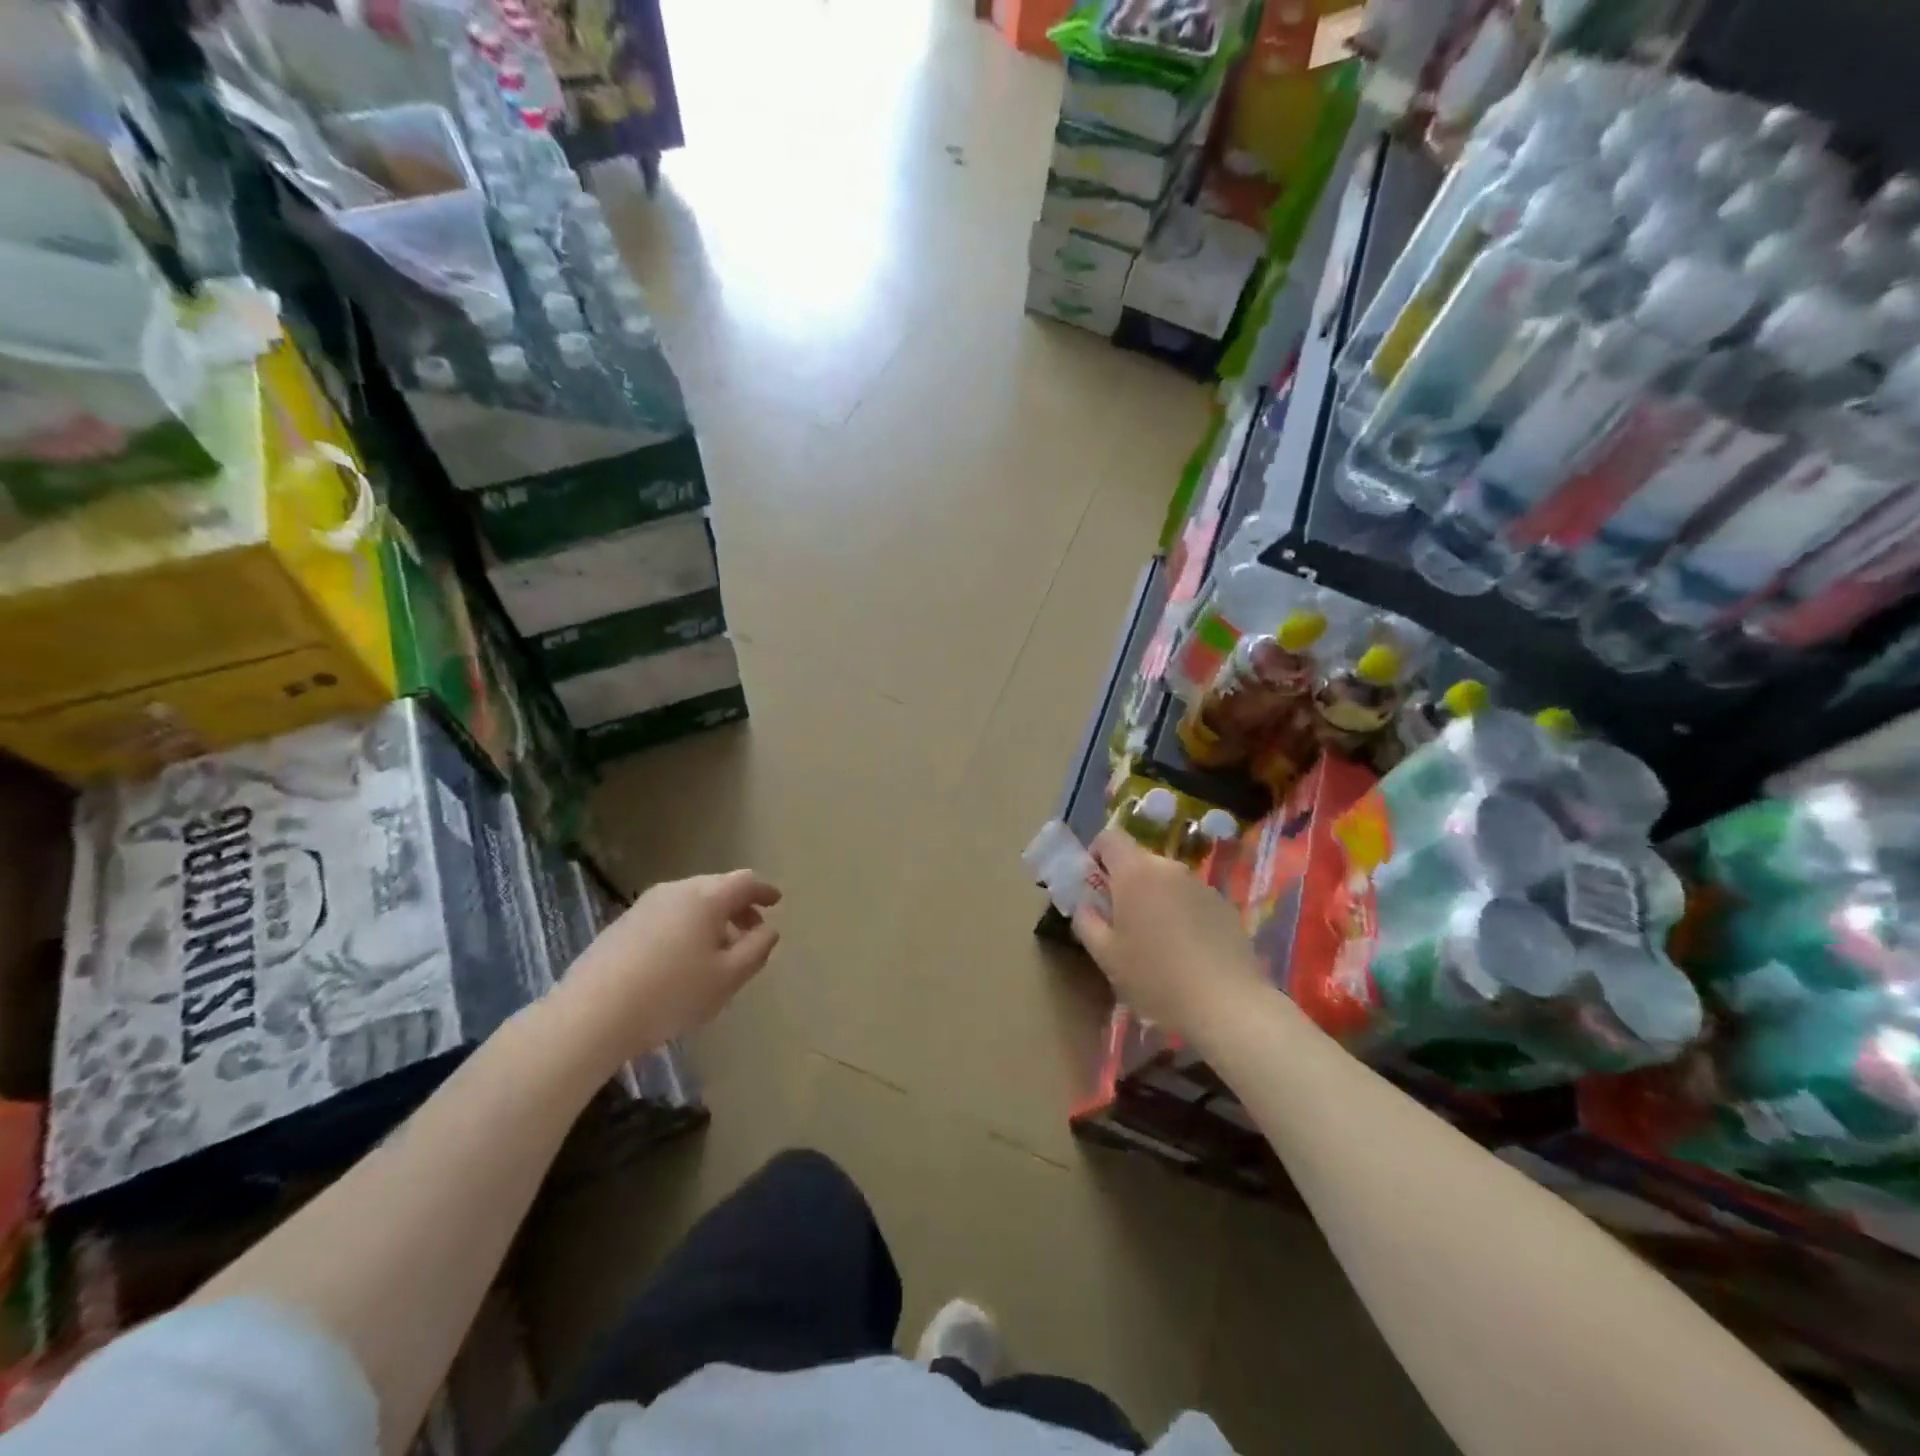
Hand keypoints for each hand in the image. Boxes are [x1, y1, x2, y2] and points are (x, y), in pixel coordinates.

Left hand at [550, 870, 781, 1069]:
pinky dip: (687, 927)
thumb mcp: (728, 977)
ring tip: (719, 951)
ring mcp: (646, 905)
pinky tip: (683, 959)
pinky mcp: (623, 924)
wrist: (591, 1014)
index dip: (764, 891)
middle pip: (717, 888)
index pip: (745, 882)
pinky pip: (668, 915)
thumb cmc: (672, 994)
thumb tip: (768, 929)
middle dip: (738, 907)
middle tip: (751, 931)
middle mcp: (677, 891)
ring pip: (691, 902)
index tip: (776, 902)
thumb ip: (757, 949)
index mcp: (707, 897)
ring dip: (712, 919)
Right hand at [1073, 828, 1267, 1040]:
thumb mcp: (1106, 955)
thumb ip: (1087, 921)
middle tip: (1122, 923)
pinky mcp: (1224, 905)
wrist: (1225, 1003)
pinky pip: (1191, 899)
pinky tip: (1186, 951)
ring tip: (1157, 942)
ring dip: (1155, 899)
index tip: (1095, 886)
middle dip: (1126, 884)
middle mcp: (1169, 868)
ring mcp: (1200, 885)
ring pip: (1166, 881)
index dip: (1097, 855)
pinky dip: (1182, 914)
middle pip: (1139, 861)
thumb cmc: (1154, 976)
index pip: (1110, 837)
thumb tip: (1085, 904)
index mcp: (1135, 872)